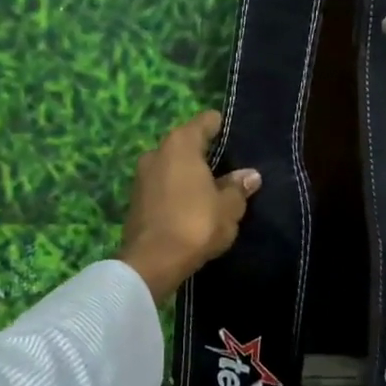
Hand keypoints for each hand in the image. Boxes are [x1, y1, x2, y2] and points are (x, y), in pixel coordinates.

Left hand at [119, 111, 260, 304]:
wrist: (151, 263)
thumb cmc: (195, 224)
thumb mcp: (228, 208)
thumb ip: (238, 188)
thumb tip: (250, 175)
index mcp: (180, 144)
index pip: (205, 122)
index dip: (221, 127)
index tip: (236, 136)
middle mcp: (157, 152)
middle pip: (186, 144)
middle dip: (206, 154)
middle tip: (229, 167)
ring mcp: (142, 176)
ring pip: (172, 167)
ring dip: (189, 175)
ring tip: (212, 189)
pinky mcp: (135, 200)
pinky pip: (163, 187)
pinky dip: (177, 192)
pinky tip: (192, 206)